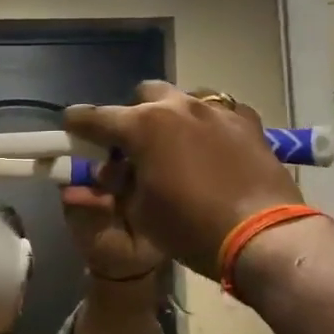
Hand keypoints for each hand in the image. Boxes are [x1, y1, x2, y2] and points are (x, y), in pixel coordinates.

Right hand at [63, 82, 305, 278]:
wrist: (263, 236)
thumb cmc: (190, 227)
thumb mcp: (139, 213)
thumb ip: (118, 186)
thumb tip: (109, 175)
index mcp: (143, 126)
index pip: (96, 117)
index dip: (78, 124)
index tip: (71, 128)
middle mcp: (177, 106)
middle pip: (143, 96)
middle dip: (132, 116)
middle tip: (133, 148)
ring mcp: (217, 110)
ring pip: (182, 99)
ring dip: (170, 117)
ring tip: (174, 148)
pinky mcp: (247, 122)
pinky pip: (217, 113)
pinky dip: (205, 126)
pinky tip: (210, 150)